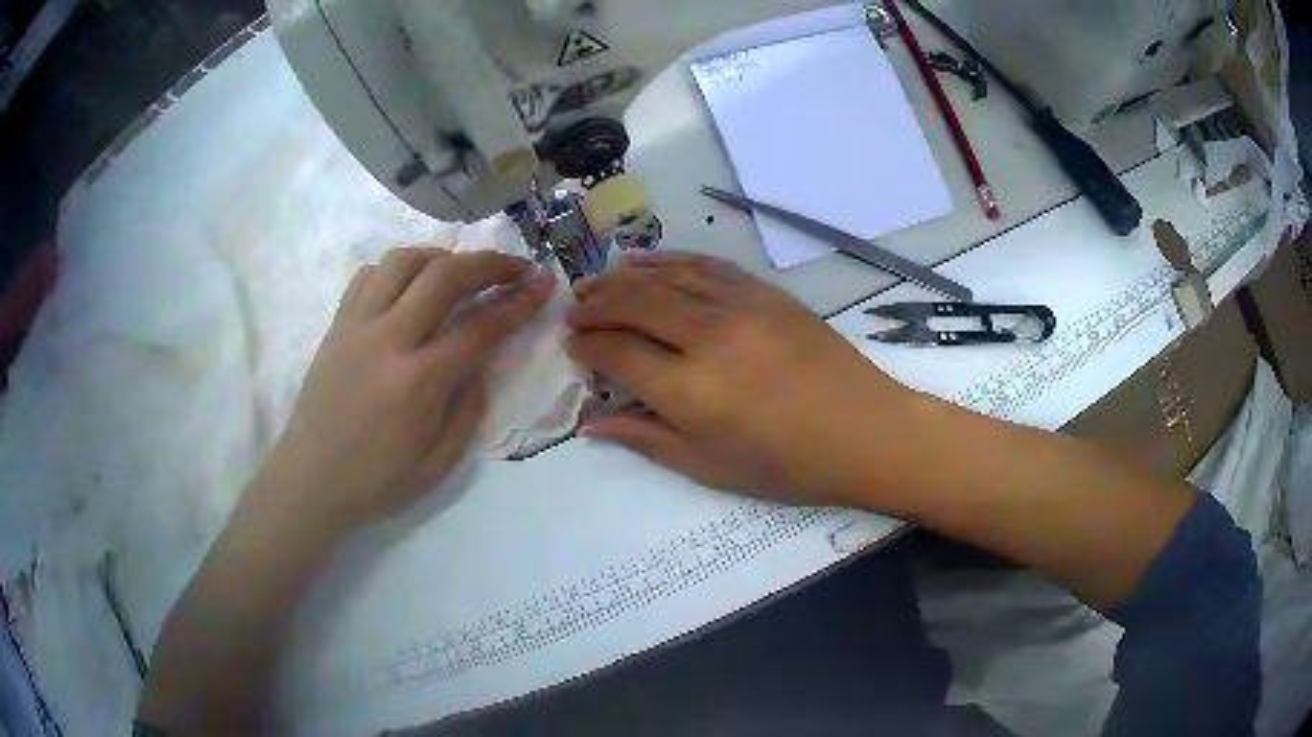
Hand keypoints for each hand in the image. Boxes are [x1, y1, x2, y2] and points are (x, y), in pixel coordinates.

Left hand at [240, 247, 554, 542]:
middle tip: (515, 267)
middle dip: (489, 263)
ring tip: (461, 269)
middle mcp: (388, 339)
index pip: (481, 327)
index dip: (519, 302)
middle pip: (445, 275)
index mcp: (419, 381)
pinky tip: (410, 285)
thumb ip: (469, 411)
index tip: (543, 285)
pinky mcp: (337, 325)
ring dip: (442, 256)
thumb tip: (483, 366)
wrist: (309, 481)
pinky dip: (397, 269)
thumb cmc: (376, 482)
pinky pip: (368, 275)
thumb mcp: (439, 465)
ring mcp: (357, 325)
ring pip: (403, 261)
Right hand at [567, 253, 914, 507]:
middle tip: (575, 311)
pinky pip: (704, 265)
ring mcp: (739, 306)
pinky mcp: (764, 291)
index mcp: (691, 391)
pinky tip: (646, 263)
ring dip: (623, 278)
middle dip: (596, 305)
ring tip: (597, 284)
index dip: (588, 347)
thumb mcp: (710, 468)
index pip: (618, 354)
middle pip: (633, 304)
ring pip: (665, 277)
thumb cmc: (788, 465)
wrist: (865, 431)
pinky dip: (668, 260)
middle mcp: (708, 337)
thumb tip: (591, 423)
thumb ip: (646, 439)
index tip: (572, 345)